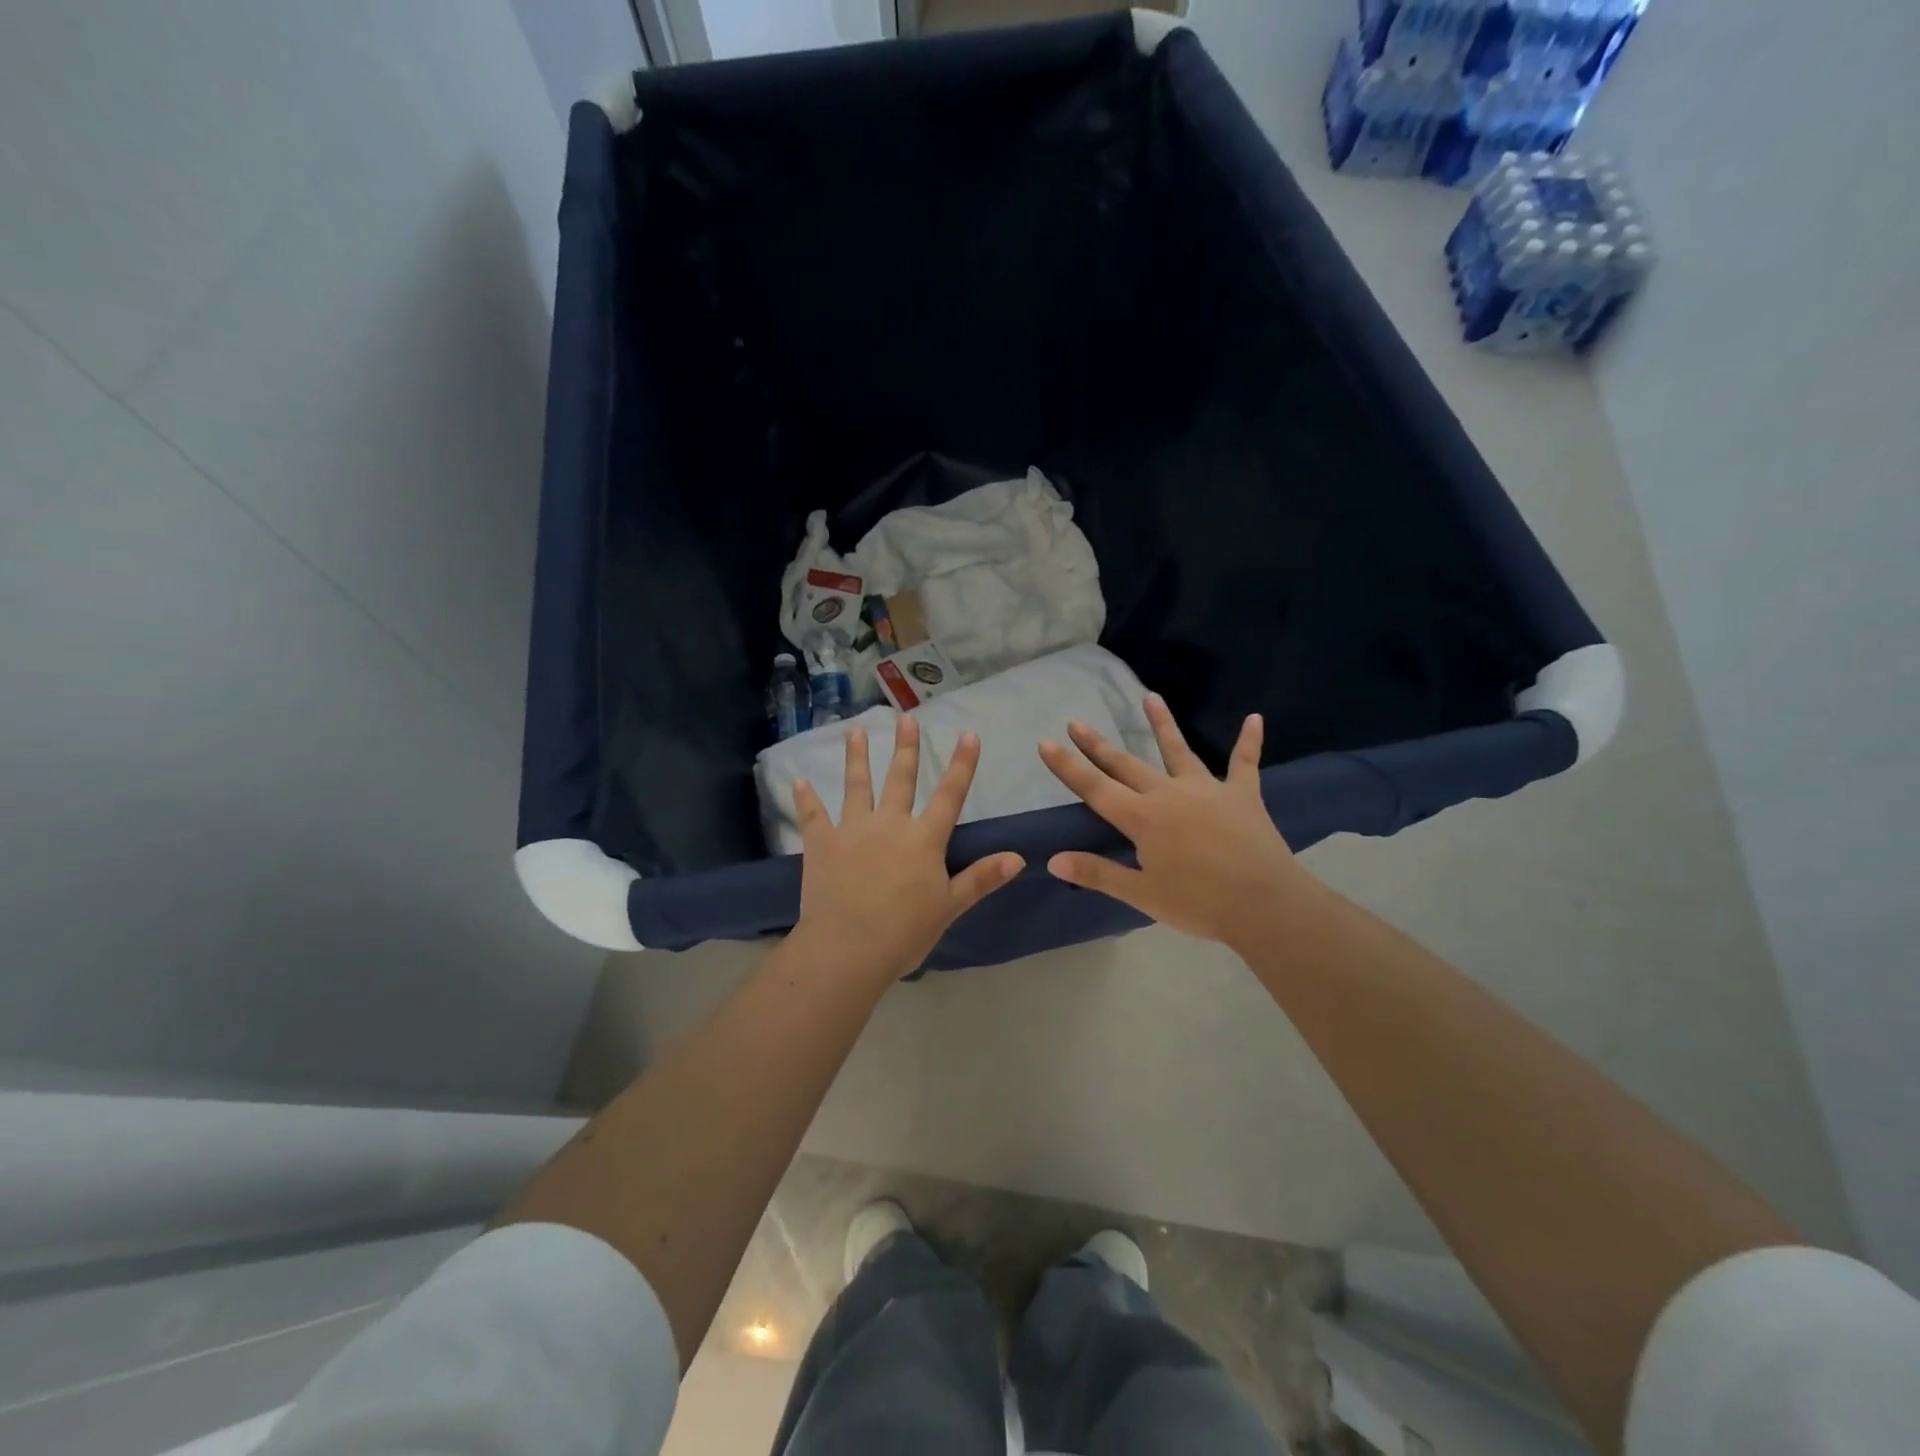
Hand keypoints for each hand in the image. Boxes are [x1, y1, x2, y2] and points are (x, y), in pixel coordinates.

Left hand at [792, 716, 1024, 984]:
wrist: (847, 948)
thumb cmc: (904, 931)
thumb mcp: (950, 906)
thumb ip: (981, 878)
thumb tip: (1019, 857)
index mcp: (924, 838)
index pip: (949, 794)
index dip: (961, 764)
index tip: (968, 734)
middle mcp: (890, 823)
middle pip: (901, 778)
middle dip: (905, 747)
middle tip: (905, 718)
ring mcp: (852, 829)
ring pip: (857, 785)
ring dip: (856, 757)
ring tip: (855, 732)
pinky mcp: (821, 843)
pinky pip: (813, 815)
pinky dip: (806, 798)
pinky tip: (799, 781)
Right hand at [1038, 696, 1314, 948]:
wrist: (1264, 904)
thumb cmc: (1198, 903)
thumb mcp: (1141, 894)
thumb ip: (1097, 873)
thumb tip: (1053, 860)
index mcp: (1142, 818)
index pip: (1095, 788)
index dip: (1068, 766)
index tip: (1045, 743)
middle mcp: (1168, 794)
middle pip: (1126, 764)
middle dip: (1098, 744)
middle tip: (1076, 722)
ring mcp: (1206, 789)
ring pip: (1178, 751)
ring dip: (1162, 723)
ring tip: (1150, 696)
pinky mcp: (1242, 795)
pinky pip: (1244, 763)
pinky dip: (1249, 741)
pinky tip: (1255, 718)